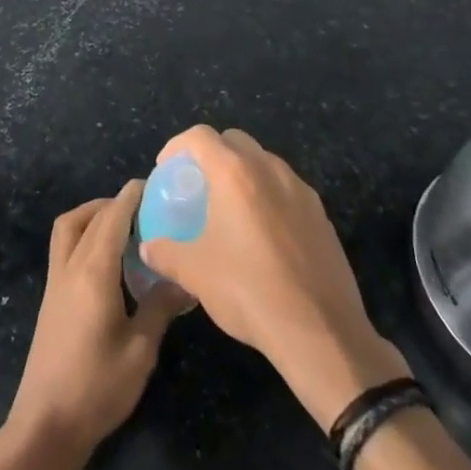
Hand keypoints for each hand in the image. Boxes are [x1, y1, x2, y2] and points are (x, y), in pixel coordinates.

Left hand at [7, 181, 191, 453]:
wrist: (46, 424)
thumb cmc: (97, 388)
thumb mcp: (140, 351)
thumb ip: (160, 307)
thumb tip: (184, 278)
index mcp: (93, 272)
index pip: (112, 218)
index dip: (131, 197)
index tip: (153, 184)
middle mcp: (70, 266)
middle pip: (88, 217)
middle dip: (115, 204)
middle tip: (147, 209)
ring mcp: (56, 281)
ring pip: (69, 227)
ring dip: (93, 215)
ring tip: (125, 226)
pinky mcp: (51, 297)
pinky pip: (65, 247)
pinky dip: (85, 235)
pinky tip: (109, 259)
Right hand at [139, 126, 408, 429]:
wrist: (321, 333)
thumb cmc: (249, 291)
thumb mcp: (194, 273)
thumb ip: (164, 252)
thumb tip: (147, 247)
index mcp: (235, 172)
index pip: (200, 136)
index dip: (177, 146)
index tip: (167, 170)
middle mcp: (269, 169)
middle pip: (234, 141)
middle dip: (212, 154)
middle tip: (198, 185)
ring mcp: (301, 190)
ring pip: (264, 163)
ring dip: (243, 173)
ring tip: (230, 209)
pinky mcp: (322, 215)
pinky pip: (287, 190)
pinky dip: (268, 196)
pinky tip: (263, 235)